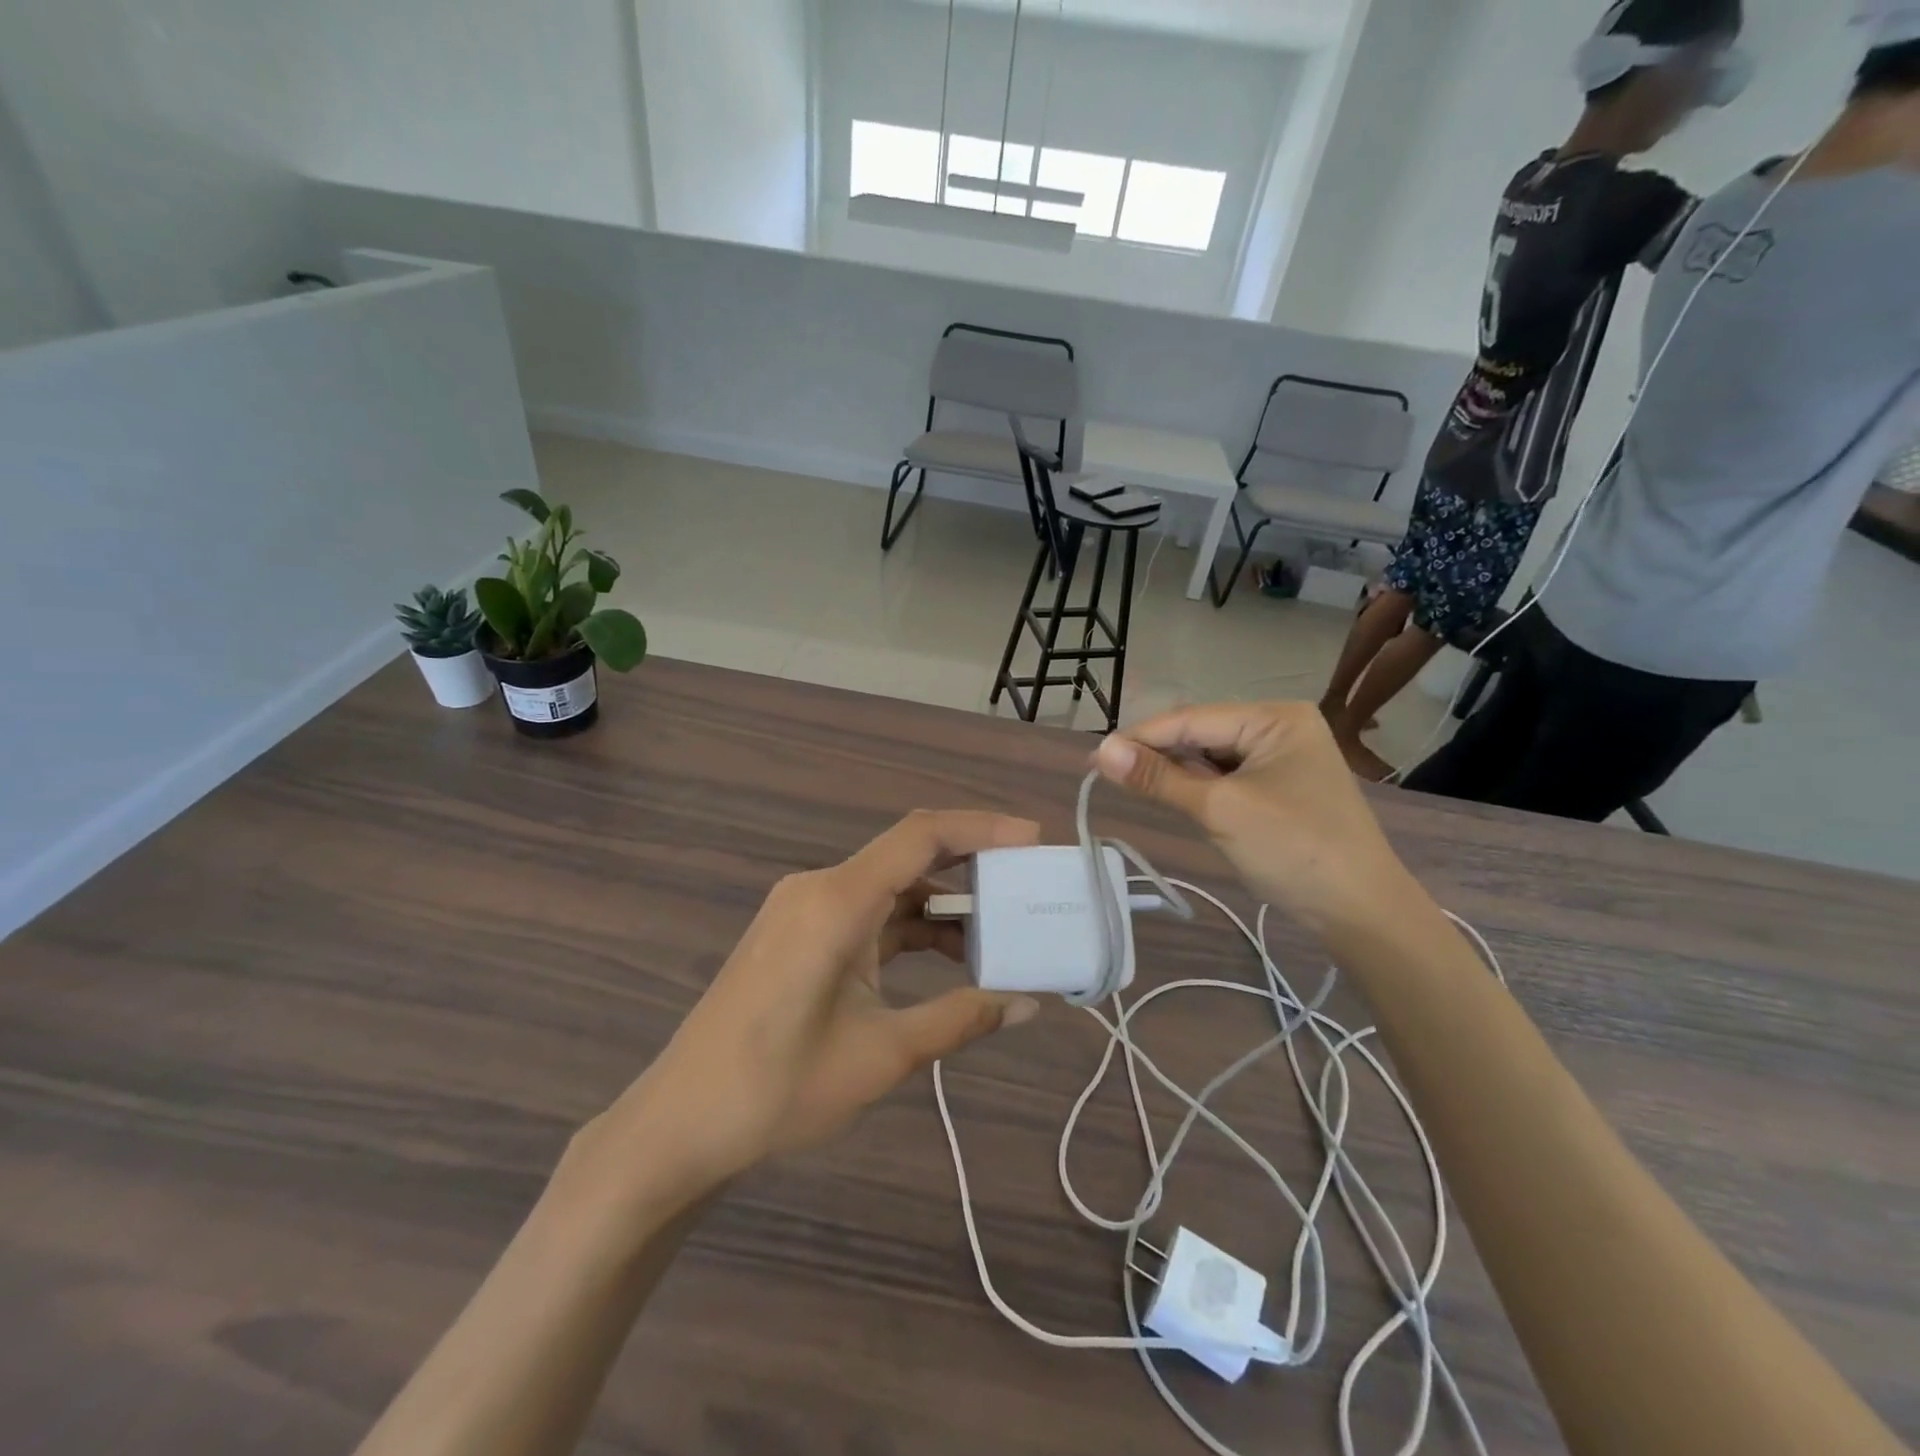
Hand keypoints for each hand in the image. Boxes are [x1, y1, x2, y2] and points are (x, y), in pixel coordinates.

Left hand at [584, 811, 1043, 1195]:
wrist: (680, 1123)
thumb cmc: (779, 1088)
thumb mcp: (883, 1054)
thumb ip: (960, 1019)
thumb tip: (1027, 1005)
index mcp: (837, 901)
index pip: (921, 836)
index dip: (982, 828)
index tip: (1034, 839)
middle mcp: (819, 888)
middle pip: (907, 855)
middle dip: (971, 866)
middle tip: (1028, 884)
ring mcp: (803, 909)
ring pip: (889, 887)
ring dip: (941, 905)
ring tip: (999, 932)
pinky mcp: (798, 933)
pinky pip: (866, 912)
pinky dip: (909, 927)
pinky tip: (947, 956)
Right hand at [1095, 702, 1416, 934]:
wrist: (1362, 912)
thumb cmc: (1295, 850)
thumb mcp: (1220, 810)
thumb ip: (1159, 778)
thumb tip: (1101, 750)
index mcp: (1274, 718)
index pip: (1192, 719)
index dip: (1140, 737)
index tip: (1093, 757)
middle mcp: (1280, 728)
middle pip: (1201, 734)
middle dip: (1158, 754)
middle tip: (1107, 775)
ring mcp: (1283, 759)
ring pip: (1211, 757)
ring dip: (1177, 773)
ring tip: (1134, 786)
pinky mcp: (1280, 788)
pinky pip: (1227, 778)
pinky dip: (1199, 788)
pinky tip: (1175, 797)